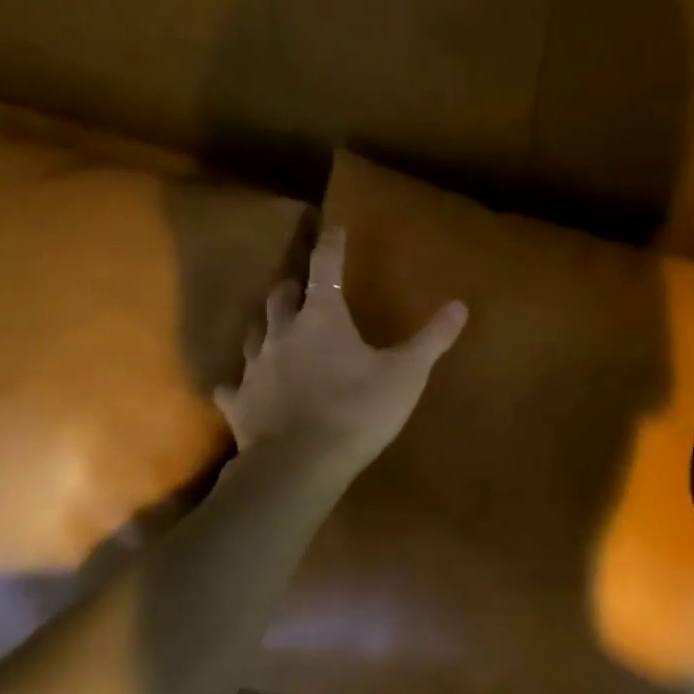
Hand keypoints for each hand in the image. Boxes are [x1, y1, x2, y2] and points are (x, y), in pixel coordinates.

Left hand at [215, 227, 466, 469]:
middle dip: (293, 287)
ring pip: (254, 333)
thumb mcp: (406, 375)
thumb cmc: (357, 411)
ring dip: (267, 326)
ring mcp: (254, 367)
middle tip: (303, 288)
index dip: (331, 245)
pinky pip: (233, 385)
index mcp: (322, 318)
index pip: (325, 268)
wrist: (299, 465)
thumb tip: (460, 305)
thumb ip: (431, 339)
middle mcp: (282, 333)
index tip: (333, 228)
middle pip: (281, 296)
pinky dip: (241, 382)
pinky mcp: (239, 402)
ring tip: (276, 329)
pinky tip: (243, 388)